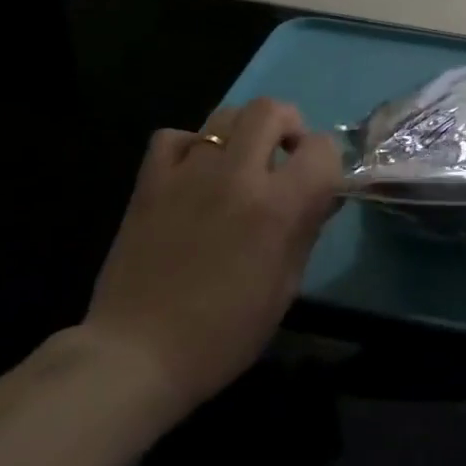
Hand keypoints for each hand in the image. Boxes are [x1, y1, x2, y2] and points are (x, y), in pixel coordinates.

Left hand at [84, 97, 341, 426]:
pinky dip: (191, 146)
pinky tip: (194, 172)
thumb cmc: (223, 333)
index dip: (327, 162)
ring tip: (241, 162)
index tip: (319, 183)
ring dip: (245, 131)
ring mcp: (188, 173)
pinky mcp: (150, 182)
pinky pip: (175, 137)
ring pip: (225, 114)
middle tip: (284, 156)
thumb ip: (306, 229)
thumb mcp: (285, 287)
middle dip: (288, 125)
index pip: (321, 149)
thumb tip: (323, 195)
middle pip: (270, 110)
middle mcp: (235, 176)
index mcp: (276, 206)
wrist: (137, 355)